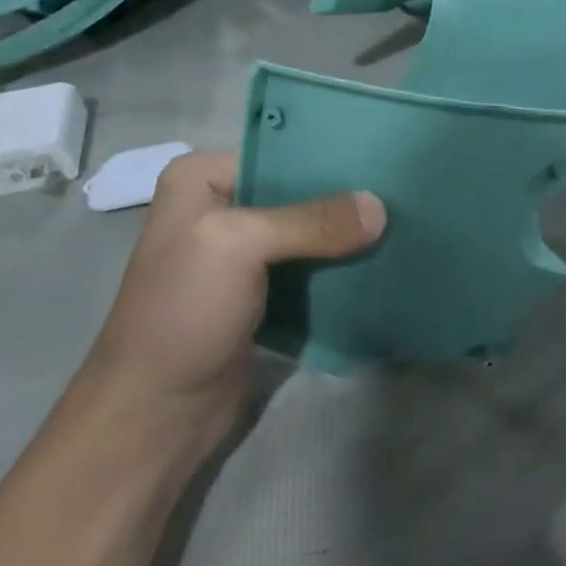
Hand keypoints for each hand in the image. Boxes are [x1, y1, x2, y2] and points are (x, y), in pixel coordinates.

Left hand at [78, 152, 385, 462]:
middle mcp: (224, 207)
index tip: (388, 161)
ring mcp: (245, 253)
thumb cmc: (182, 314)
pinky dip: (346, 266)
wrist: (157, 414)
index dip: (333, 158)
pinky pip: (316, 266)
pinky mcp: (267, 291)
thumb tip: (381, 207)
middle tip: (407, 195)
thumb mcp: (237, 248)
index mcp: (201, 180)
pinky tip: (385, 260)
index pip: (283, 151)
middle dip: (350, 198)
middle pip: (304, 190)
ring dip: (353, 235)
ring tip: (407, 223)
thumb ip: (312, 222)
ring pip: (315, 230)